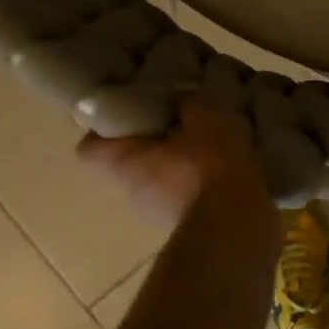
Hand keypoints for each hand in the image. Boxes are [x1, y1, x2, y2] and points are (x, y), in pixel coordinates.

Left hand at [78, 96, 273, 230]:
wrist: (237, 227)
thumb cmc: (210, 166)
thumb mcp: (205, 116)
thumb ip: (188, 102)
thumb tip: (180, 99)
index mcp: (124, 163)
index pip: (90, 148)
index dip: (105, 127)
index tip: (129, 113)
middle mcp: (131, 193)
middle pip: (128, 163)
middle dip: (151, 144)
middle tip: (176, 124)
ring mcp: (156, 216)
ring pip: (157, 182)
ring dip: (176, 166)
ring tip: (207, 148)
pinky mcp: (185, 228)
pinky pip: (183, 197)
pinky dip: (197, 185)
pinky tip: (224, 172)